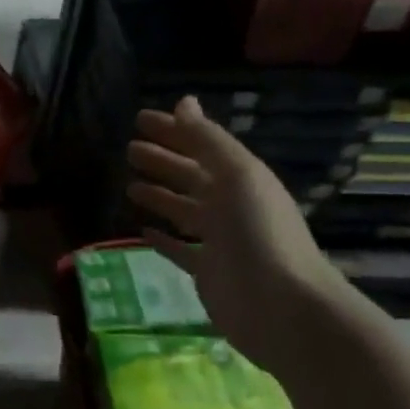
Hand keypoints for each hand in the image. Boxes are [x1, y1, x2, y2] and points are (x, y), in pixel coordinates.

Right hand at [126, 96, 346, 372]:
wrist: (281, 307)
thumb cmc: (258, 233)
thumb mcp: (236, 175)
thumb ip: (207, 140)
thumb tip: (183, 101)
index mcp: (240, 178)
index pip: (201, 145)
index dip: (172, 130)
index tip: (139, 119)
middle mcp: (230, 205)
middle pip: (190, 176)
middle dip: (162, 161)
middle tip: (128, 150)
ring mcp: (219, 240)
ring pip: (183, 210)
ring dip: (159, 196)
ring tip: (129, 186)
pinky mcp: (207, 271)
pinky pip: (180, 249)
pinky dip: (163, 238)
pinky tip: (143, 231)